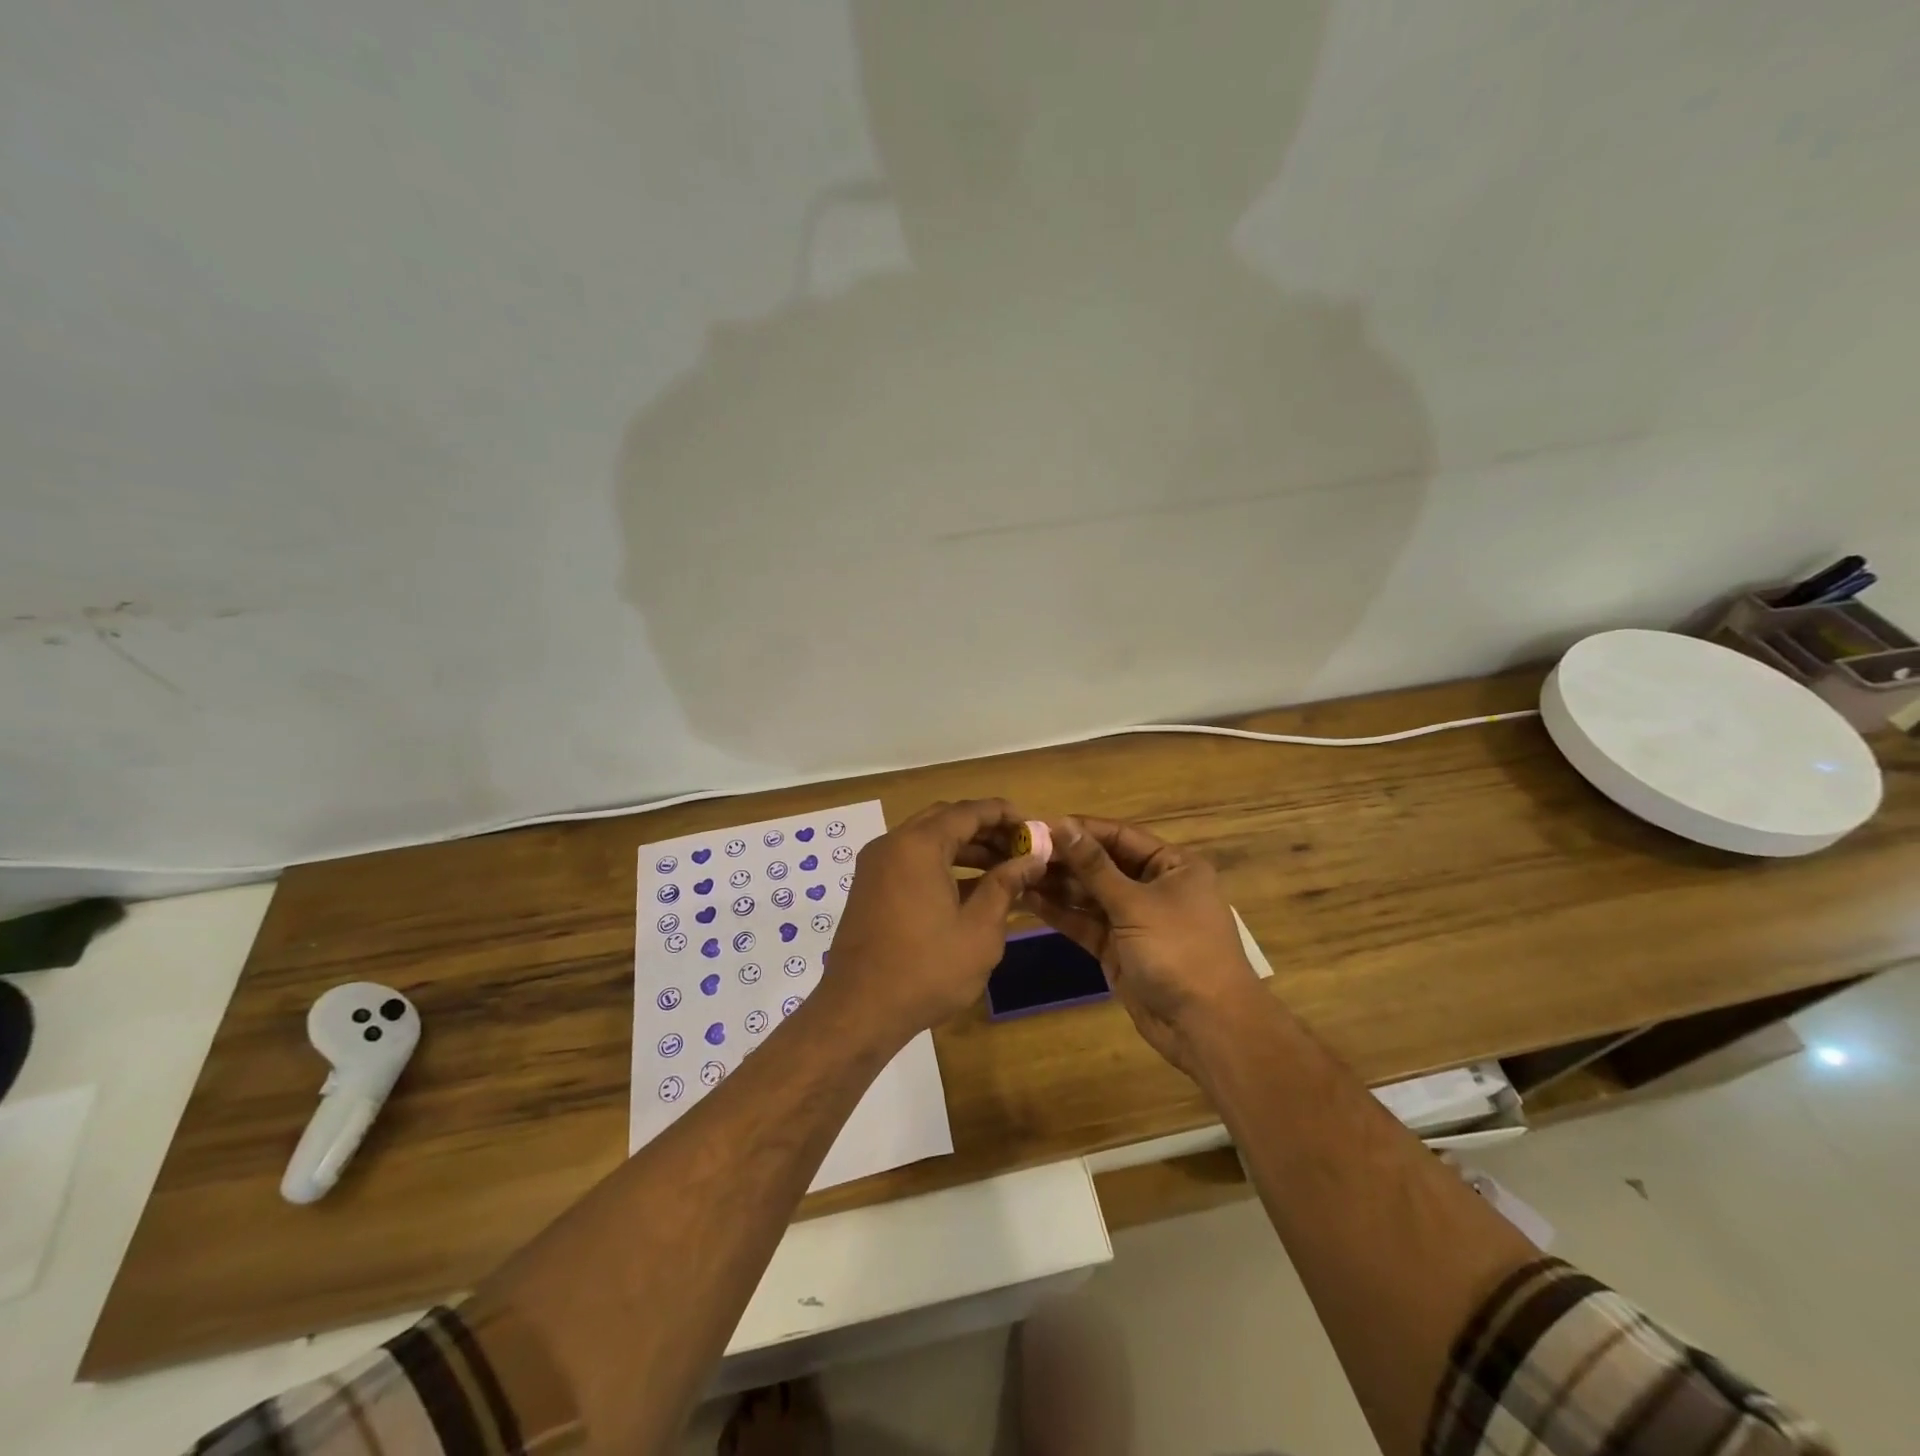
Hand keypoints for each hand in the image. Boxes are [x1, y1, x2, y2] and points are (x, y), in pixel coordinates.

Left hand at [821, 799, 1048, 1042]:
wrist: (859, 1011)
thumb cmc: (926, 970)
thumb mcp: (979, 930)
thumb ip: (1006, 885)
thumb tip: (1032, 859)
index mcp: (918, 845)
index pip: (968, 812)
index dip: (1003, 814)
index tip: (1032, 826)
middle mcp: (892, 844)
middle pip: (945, 819)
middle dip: (984, 829)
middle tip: (1019, 847)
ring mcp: (875, 865)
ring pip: (927, 840)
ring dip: (964, 847)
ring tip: (1003, 867)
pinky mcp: (869, 887)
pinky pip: (911, 860)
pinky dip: (941, 864)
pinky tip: (970, 887)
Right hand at [1023, 817, 1263, 1077]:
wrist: (1206, 1026)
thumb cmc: (1179, 951)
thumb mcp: (1135, 904)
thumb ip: (1094, 867)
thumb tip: (1063, 825)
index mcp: (1173, 866)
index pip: (1120, 837)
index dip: (1081, 830)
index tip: (1040, 824)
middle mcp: (1154, 887)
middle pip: (1103, 865)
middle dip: (1065, 859)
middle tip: (1020, 850)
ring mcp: (1135, 919)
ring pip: (1091, 895)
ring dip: (1058, 885)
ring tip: (1017, 872)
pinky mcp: (1118, 948)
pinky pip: (1086, 923)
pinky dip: (1061, 913)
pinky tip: (1029, 899)